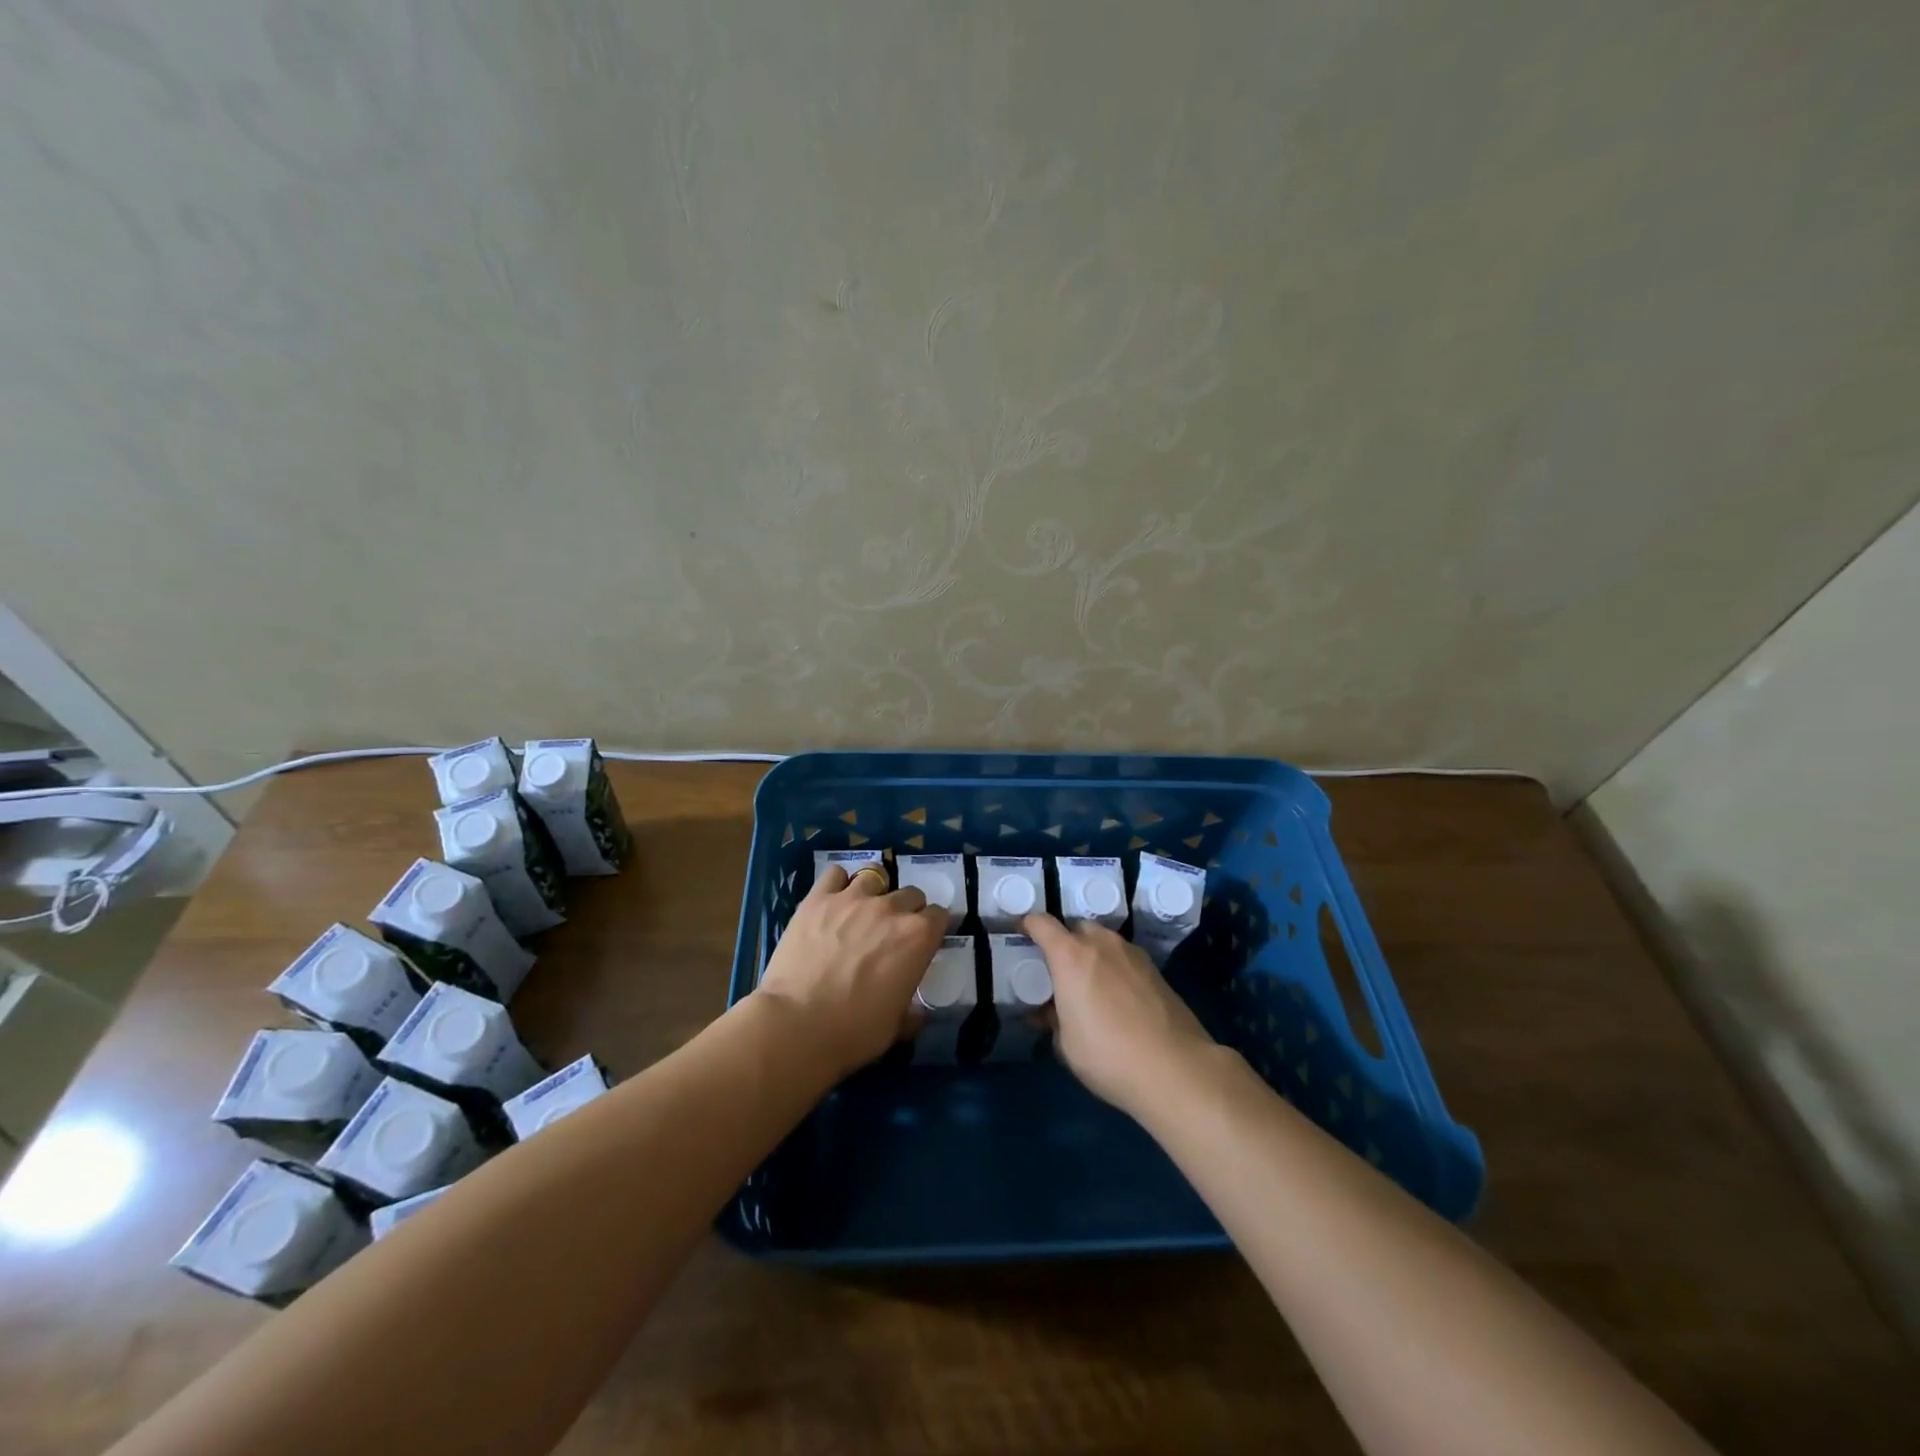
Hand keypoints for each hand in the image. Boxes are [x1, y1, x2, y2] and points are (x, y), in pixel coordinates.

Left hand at [756, 863, 946, 1077]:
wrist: (796, 1025)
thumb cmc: (853, 1032)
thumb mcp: (896, 1027)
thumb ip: (912, 1010)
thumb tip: (917, 1011)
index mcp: (918, 937)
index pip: (940, 915)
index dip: (933, 928)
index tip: (924, 941)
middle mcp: (891, 909)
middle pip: (911, 893)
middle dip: (907, 910)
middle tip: (891, 932)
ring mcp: (853, 898)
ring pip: (875, 877)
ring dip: (875, 892)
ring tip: (862, 912)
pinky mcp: (818, 898)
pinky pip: (835, 874)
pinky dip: (838, 883)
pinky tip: (833, 900)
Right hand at [1022, 912, 1217, 1117]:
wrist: (1175, 1069)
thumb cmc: (1108, 1055)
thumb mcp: (1066, 1044)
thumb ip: (1052, 1019)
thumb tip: (1047, 1012)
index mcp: (1071, 956)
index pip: (1041, 923)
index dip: (1027, 925)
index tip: (1020, 936)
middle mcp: (1101, 944)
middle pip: (1076, 928)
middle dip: (1064, 942)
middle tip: (1058, 970)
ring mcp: (1132, 954)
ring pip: (1104, 942)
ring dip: (1092, 955)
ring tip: (1089, 986)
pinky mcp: (1156, 970)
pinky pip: (1124, 959)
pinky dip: (1114, 968)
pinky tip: (1117, 998)